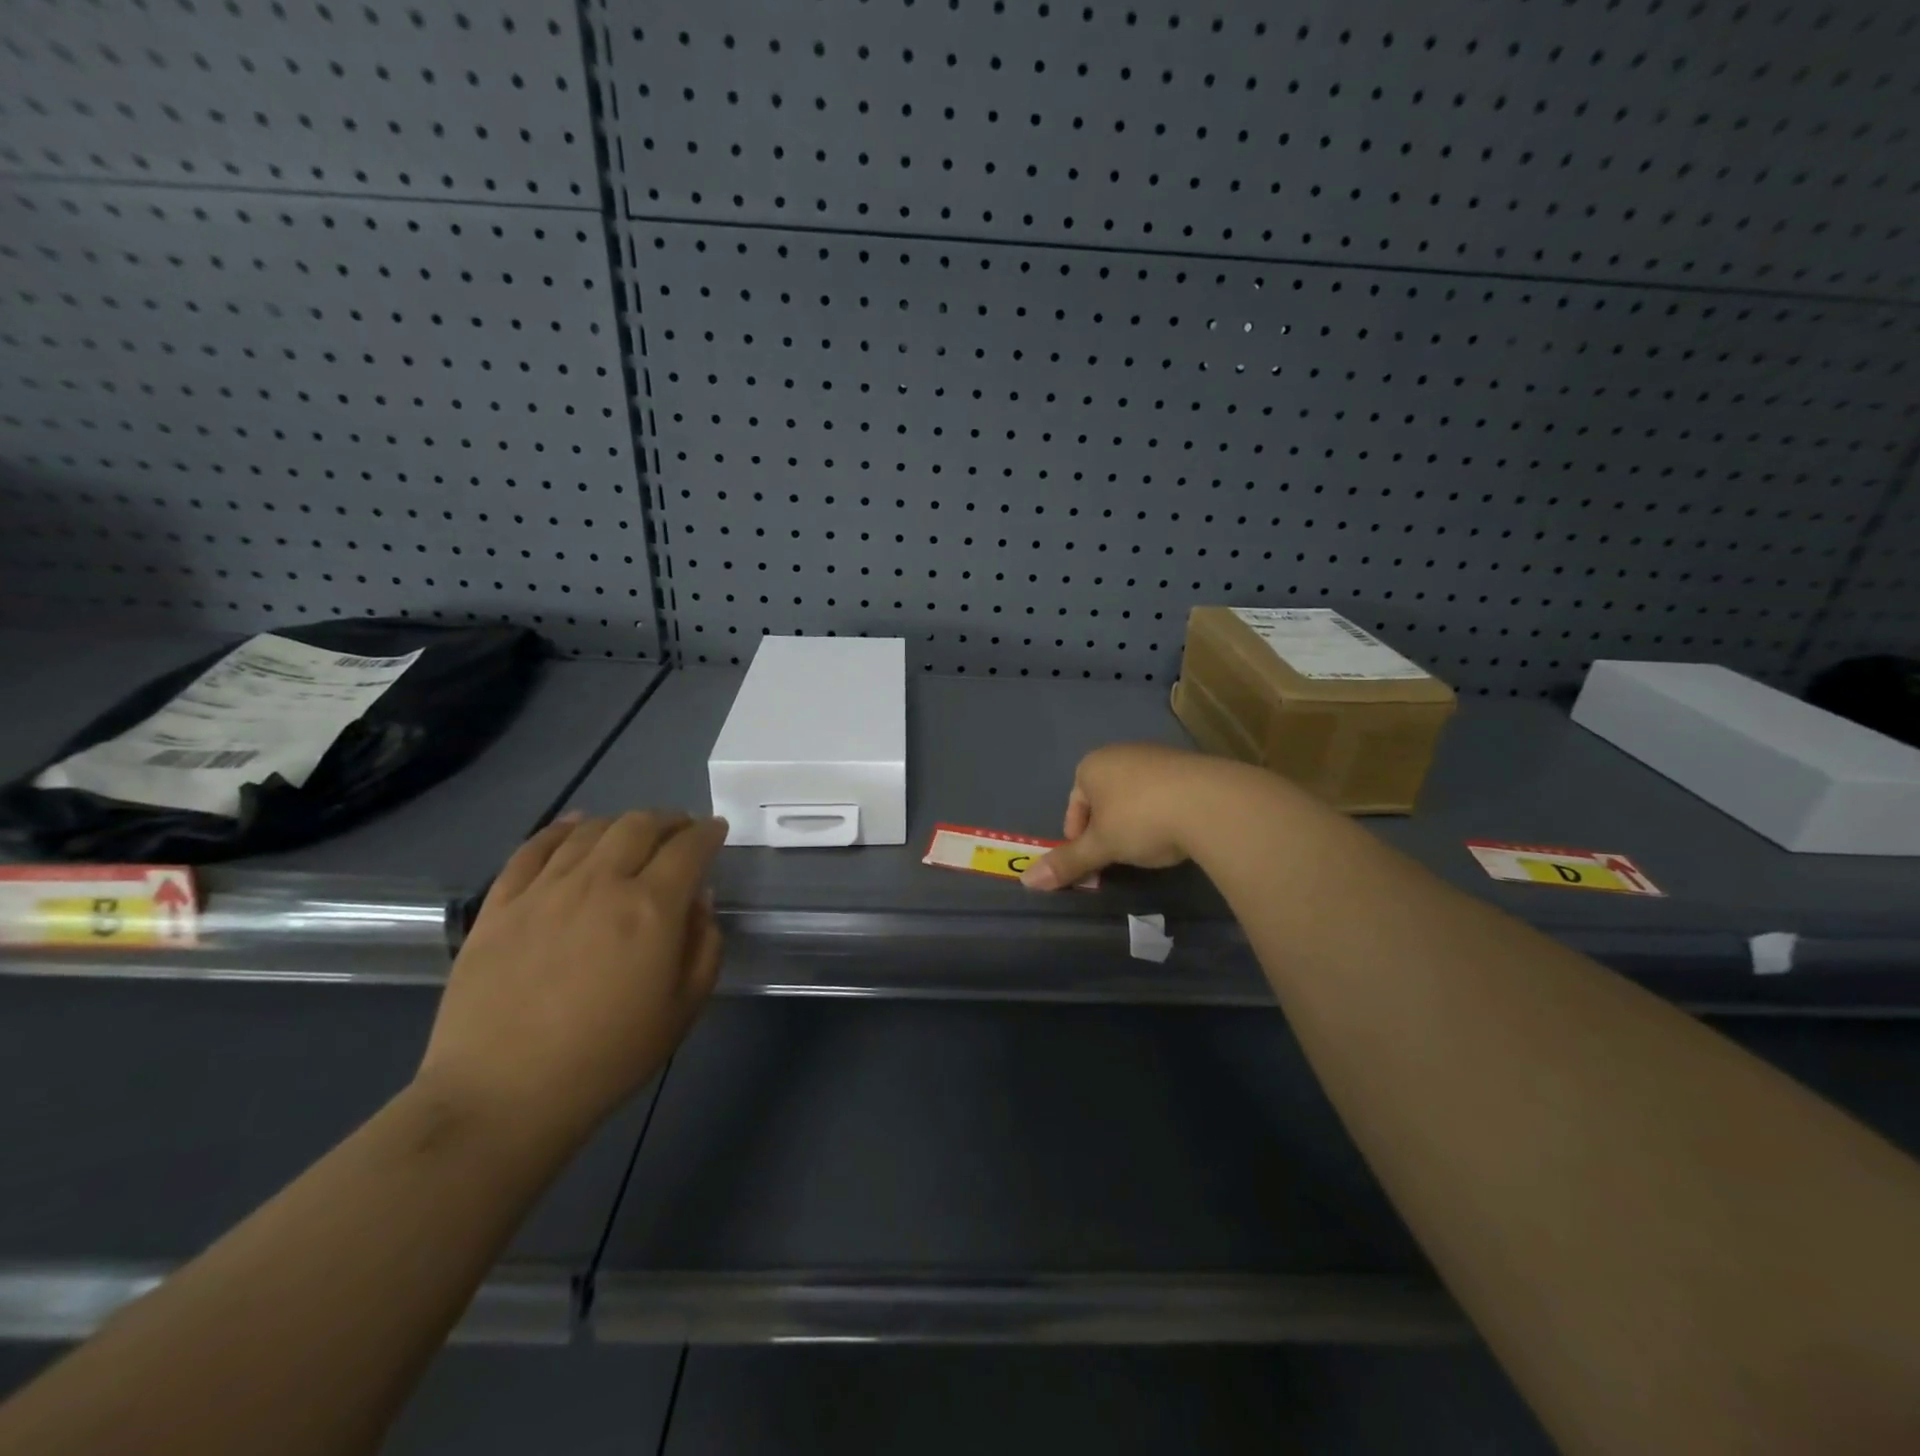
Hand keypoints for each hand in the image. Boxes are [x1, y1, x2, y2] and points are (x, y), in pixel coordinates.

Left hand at [416, 811, 727, 1146]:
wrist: (503, 1095)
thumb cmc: (608, 1057)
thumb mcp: (684, 1009)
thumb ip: (704, 946)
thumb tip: (698, 900)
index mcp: (651, 908)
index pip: (689, 848)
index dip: (708, 833)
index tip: (716, 831)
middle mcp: (601, 883)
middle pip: (640, 825)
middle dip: (670, 819)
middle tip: (681, 829)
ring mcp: (545, 889)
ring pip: (591, 829)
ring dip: (622, 822)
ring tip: (633, 832)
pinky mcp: (500, 903)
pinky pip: (534, 847)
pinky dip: (561, 828)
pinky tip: (574, 827)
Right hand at [1021, 743, 1242, 890]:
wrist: (1212, 802)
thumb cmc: (1141, 819)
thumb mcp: (1101, 846)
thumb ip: (1067, 862)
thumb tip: (1026, 881)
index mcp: (1093, 764)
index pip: (1075, 800)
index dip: (1076, 832)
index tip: (1088, 858)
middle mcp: (1122, 752)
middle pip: (1104, 796)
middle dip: (1105, 826)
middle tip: (1114, 855)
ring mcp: (1158, 756)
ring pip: (1134, 793)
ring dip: (1134, 819)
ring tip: (1146, 847)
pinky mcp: (1191, 766)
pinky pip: (1165, 792)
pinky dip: (1162, 812)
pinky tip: (1174, 833)